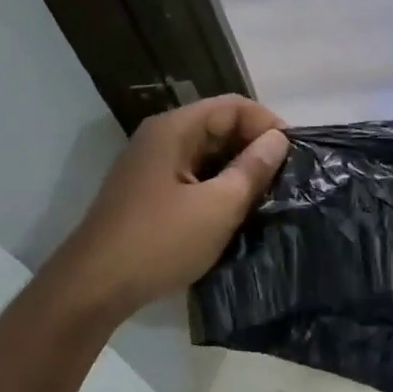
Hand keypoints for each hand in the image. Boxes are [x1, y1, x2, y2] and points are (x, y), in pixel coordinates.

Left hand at [58, 94, 288, 311]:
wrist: (97, 285)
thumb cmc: (161, 241)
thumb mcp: (218, 206)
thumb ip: (252, 169)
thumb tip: (279, 140)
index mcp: (174, 130)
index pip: (233, 106)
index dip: (268, 124)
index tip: (295, 156)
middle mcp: (161, 139)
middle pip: (219, 126)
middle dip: (256, 147)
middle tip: (287, 180)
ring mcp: (152, 167)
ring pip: (208, 154)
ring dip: (240, 170)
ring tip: (269, 196)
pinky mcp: (150, 193)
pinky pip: (195, 177)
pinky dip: (220, 186)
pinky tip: (238, 211)